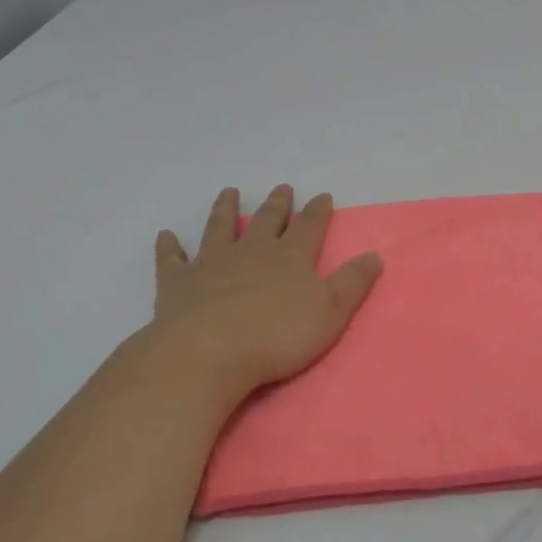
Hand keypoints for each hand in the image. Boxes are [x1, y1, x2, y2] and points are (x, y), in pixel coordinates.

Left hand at [146, 184, 382, 398]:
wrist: (209, 352)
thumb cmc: (277, 336)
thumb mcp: (330, 312)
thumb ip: (352, 283)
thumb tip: (375, 255)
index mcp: (290, 257)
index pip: (309, 226)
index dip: (318, 211)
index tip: (322, 195)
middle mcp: (252, 250)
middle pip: (267, 220)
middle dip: (277, 204)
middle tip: (282, 188)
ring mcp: (212, 262)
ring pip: (220, 227)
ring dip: (225, 209)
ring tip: (229, 192)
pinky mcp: (178, 282)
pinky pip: (173, 259)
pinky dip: (170, 246)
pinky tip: (167, 236)